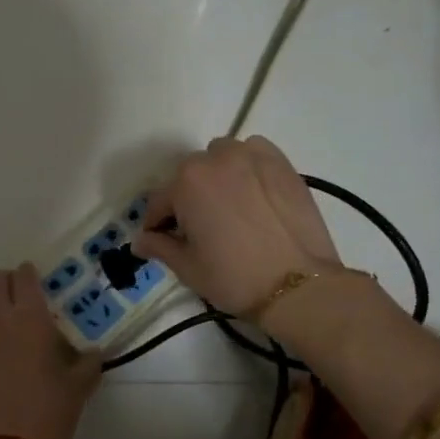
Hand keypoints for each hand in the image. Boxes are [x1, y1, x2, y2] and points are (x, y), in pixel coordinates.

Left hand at [0, 264, 103, 438]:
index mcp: (30, 318)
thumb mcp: (79, 386)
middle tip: (20, 294)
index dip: (30, 273)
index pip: (24, 278)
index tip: (37, 278)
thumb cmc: (50, 411)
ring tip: (3, 314)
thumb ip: (88, 362)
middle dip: (7, 280)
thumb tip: (92, 353)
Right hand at [133, 136, 341, 316]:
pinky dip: (246, 165)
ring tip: (227, 206)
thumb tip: (140, 241)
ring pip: (221, 157)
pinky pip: (253, 153)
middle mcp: (216, 159)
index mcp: (186, 182)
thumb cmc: (235, 278)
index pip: (159, 201)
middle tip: (198, 229)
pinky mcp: (282, 162)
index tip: (161, 241)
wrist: (299, 285)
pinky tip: (252, 191)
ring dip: (216, 176)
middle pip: (189, 175)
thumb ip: (160, 247)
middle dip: (187, 198)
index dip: (157, 224)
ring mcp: (252, 156)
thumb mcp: (188, 268)